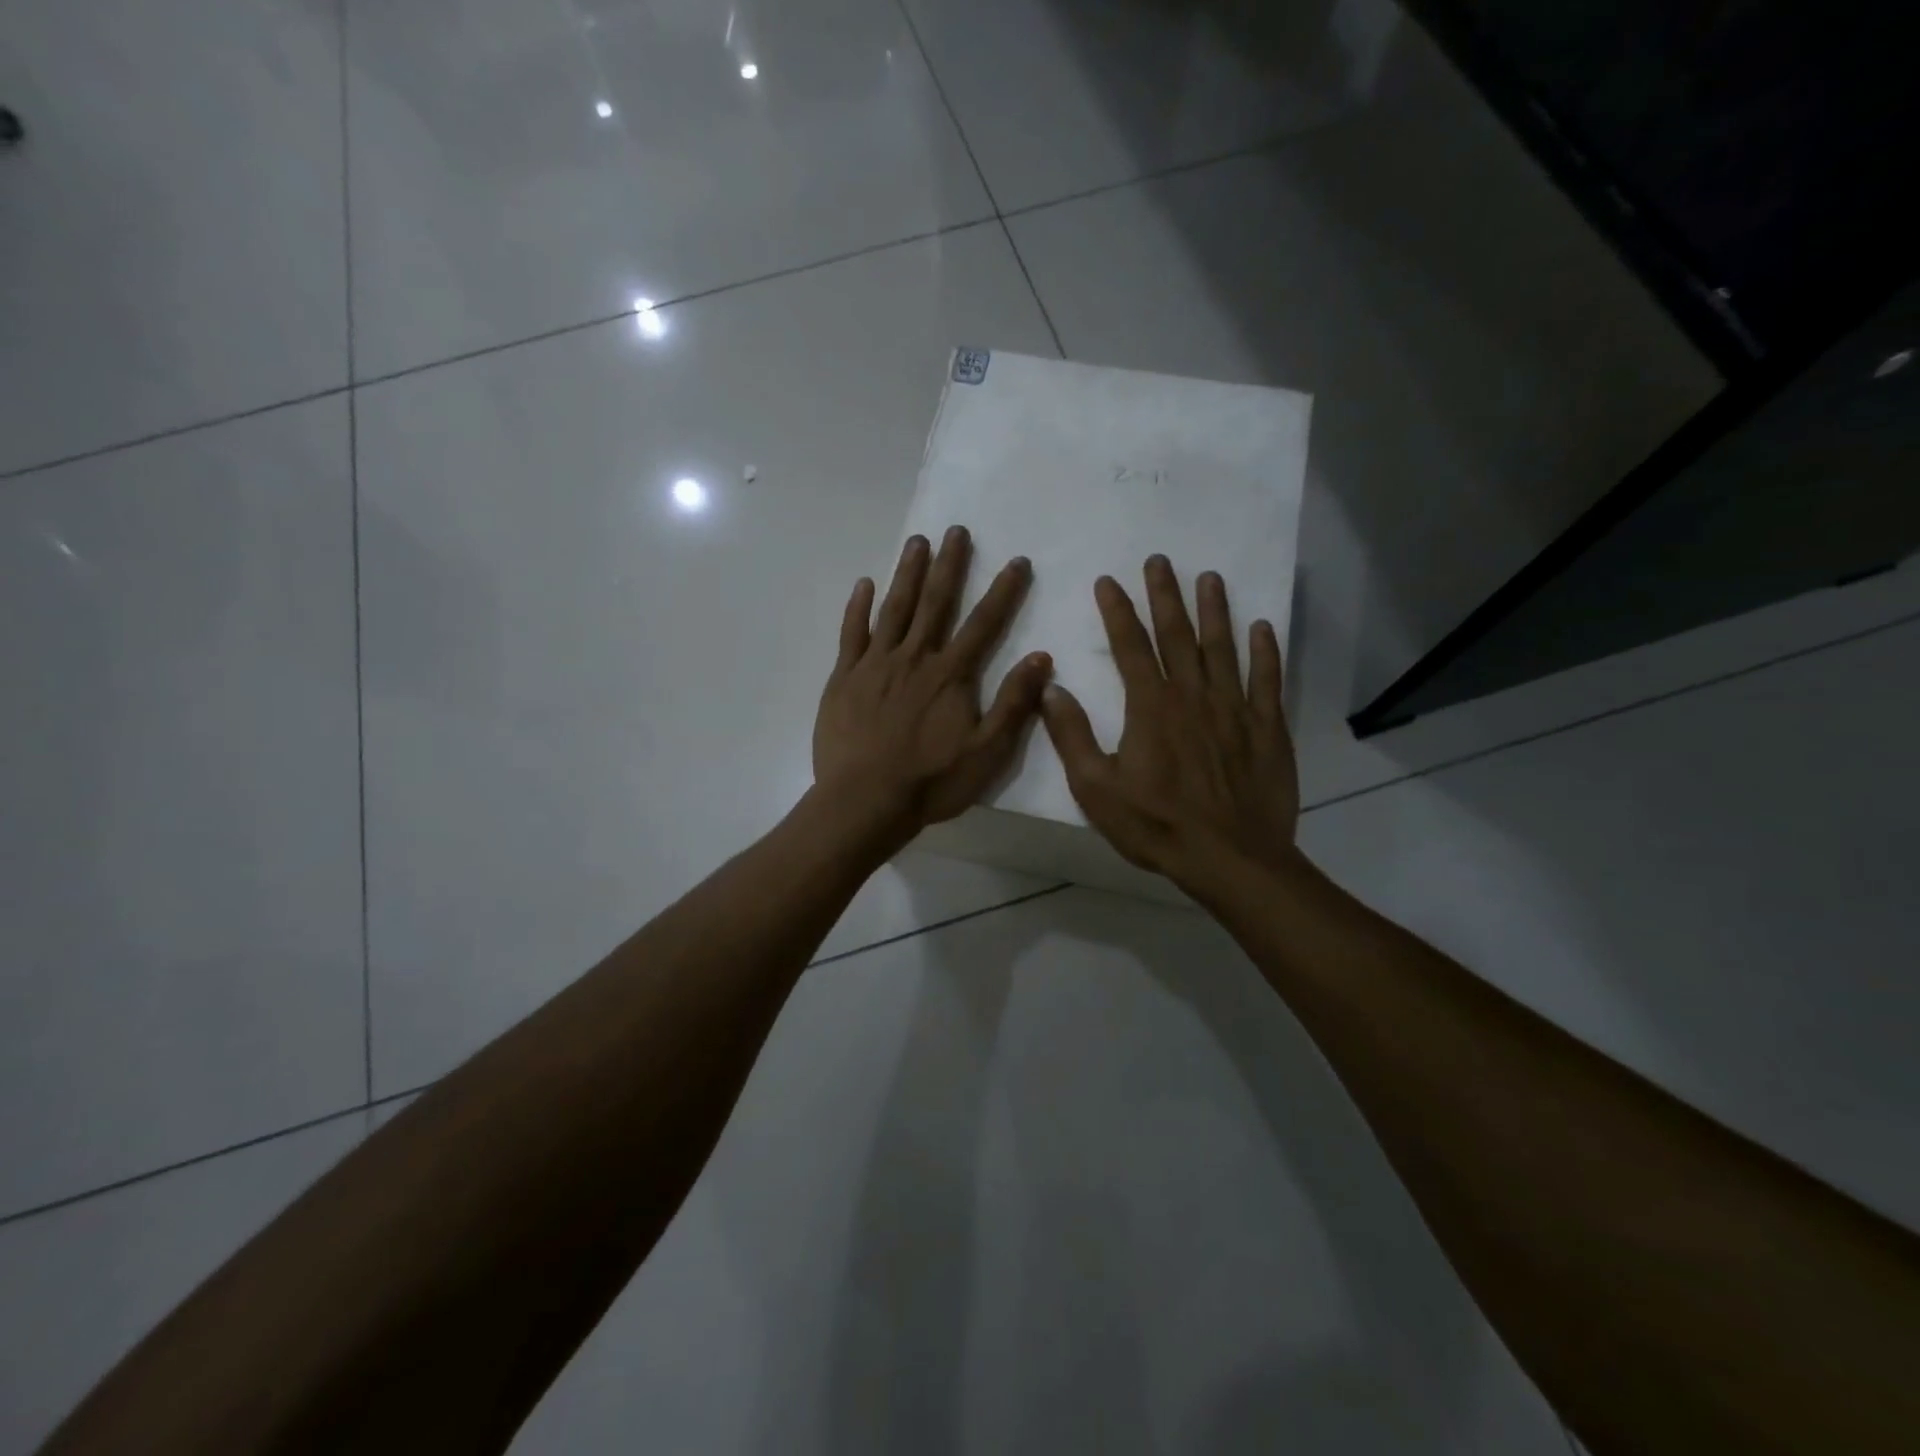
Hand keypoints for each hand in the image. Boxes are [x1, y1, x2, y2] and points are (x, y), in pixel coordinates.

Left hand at [813, 526, 1051, 848]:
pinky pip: (851, 634)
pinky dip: (858, 607)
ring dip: (907, 573)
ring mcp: (875, 665)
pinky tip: (864, 584)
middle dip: (949, 566)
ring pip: (894, 609)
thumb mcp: (987, 752)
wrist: (865, 801)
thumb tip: (1042, 657)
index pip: (983, 624)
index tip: (1017, 560)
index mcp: (951, 676)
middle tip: (955, 530)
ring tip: (917, 541)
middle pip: (935, 604)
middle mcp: (914, 658)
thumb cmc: (931, 782)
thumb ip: (1013, 703)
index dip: (1003, 591)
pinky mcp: (844, 678)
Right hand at [1040, 555, 1299, 899]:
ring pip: (1223, 648)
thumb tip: (1052, 688)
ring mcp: (1235, 708)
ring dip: (1214, 610)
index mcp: (1151, 708)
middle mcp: (1193, 696)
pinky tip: (1261, 627)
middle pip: (1177, 635)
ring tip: (1209, 578)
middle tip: (1160, 560)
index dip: (1118, 611)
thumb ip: (1072, 736)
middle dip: (1165, 595)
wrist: (1231, 859)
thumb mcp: (1096, 789)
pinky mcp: (1267, 727)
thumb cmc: (1157, 826)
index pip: (1130, 647)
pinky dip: (1264, 651)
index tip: (1109, 581)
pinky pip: (1267, 679)